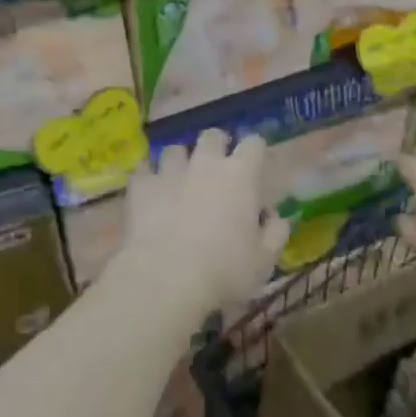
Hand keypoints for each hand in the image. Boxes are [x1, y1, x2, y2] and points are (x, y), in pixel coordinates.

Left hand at [121, 130, 288, 319]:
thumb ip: (275, 232)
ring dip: (180, 161)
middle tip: (216, 170)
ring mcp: (169, 171)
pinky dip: (148, 178)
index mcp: (240, 175)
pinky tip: (149, 192)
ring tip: (179, 180)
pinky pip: (143, 170)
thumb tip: (274, 217)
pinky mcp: (140, 186)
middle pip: (212, 136)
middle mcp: (205, 163)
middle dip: (216, 147)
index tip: (255, 166)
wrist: (165, 280)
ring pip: (174, 149)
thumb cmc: (224, 271)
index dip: (255, 151)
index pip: (254, 143)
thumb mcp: (264, 260)